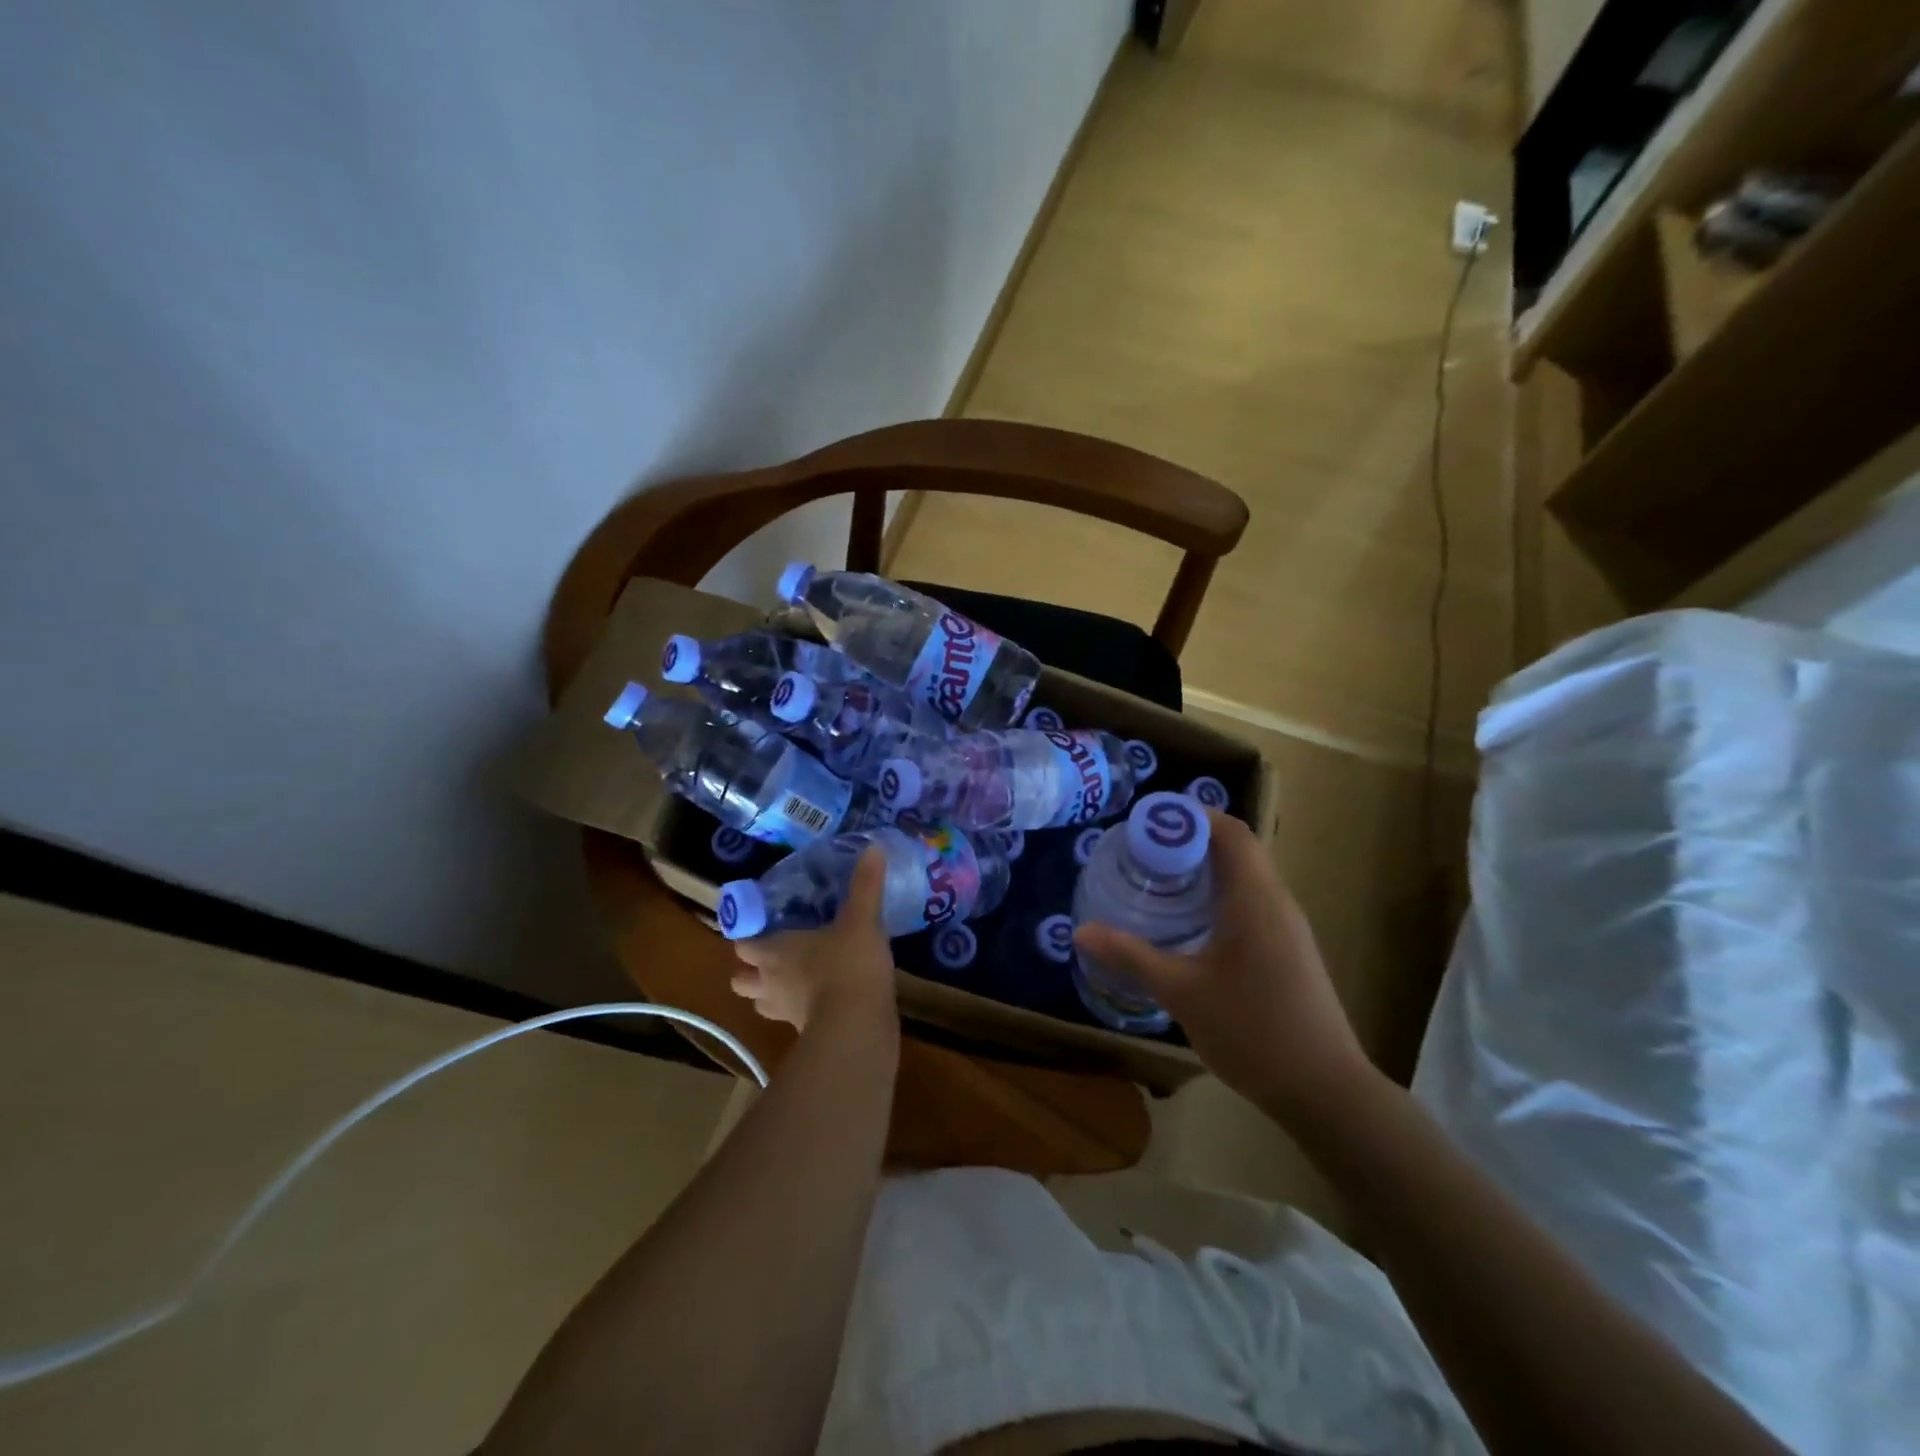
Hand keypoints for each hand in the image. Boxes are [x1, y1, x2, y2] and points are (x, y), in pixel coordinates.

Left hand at [730, 848, 897, 1032]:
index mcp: (775, 951)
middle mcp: (771, 982)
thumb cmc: (849, 965)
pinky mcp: (805, 1034)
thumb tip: (873, 847)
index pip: (743, 943)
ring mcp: (785, 1012)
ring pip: (762, 1003)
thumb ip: (865, 885)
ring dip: (770, 993)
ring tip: (792, 980)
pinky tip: (821, 1000)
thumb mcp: (861, 920)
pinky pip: (793, 1020)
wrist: (857, 1027)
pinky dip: (800, 1011)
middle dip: (750, 969)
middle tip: (771, 956)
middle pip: (742, 979)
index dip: (746, 936)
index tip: (758, 926)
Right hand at [1073, 810, 1376, 1122]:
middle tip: (1143, 850)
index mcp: (1255, 898)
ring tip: (1159, 878)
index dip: (1191, 816)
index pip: (1230, 831)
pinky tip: (1190, 922)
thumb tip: (1082, 931)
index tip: (1147, 822)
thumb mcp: (1181, 992)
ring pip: (1247, 876)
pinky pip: (1253, 901)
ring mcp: (1288, 927)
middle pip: (1238, 848)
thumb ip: (1131, 957)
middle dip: (1190, 840)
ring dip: (1206, 868)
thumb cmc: (1252, 1031)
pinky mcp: (1290, 949)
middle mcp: (1277, 902)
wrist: (1325, 1090)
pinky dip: (1220, 894)